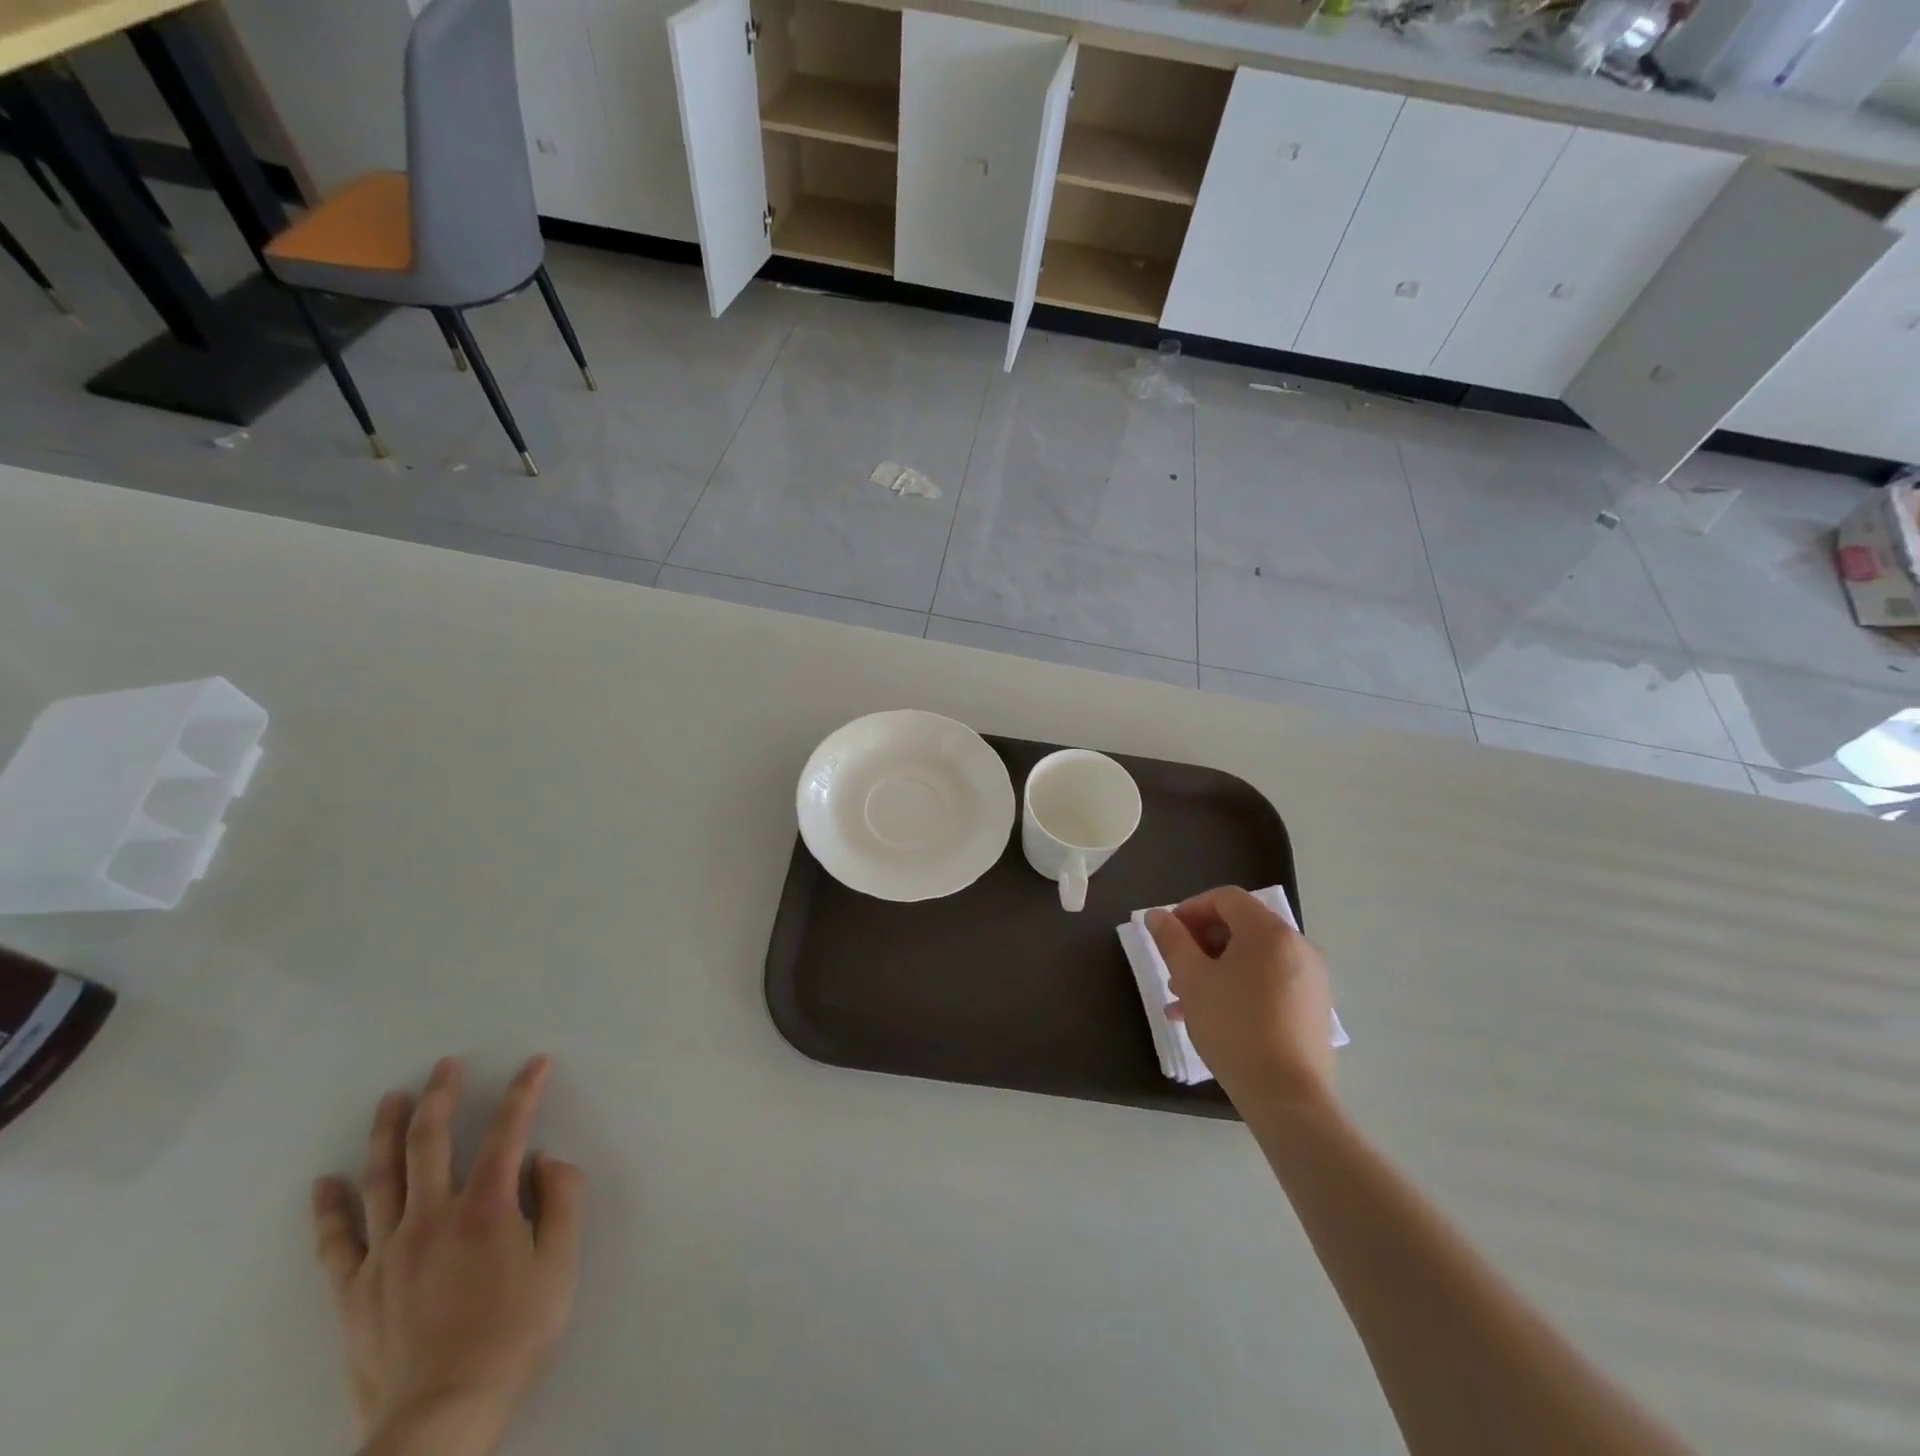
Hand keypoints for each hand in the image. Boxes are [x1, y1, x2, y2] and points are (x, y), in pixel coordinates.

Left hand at [311, 1056, 584, 1455]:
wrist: (442, 1418)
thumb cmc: (513, 1336)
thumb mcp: (560, 1267)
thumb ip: (562, 1202)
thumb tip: (546, 1160)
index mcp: (486, 1209)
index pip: (508, 1131)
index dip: (524, 1092)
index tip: (535, 1063)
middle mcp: (432, 1217)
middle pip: (431, 1142)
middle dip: (442, 1095)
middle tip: (445, 1064)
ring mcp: (386, 1253)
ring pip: (382, 1177)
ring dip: (388, 1131)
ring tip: (391, 1098)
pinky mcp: (354, 1290)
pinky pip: (335, 1241)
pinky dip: (329, 1208)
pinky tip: (324, 1183)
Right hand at [1147, 886, 1335, 1110]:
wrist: (1287, 1096)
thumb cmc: (1234, 1027)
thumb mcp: (1192, 979)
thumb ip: (1172, 941)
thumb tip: (1157, 915)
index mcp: (1270, 931)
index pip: (1226, 898)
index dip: (1191, 909)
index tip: (1168, 936)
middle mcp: (1297, 946)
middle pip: (1241, 926)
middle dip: (1201, 943)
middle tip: (1174, 971)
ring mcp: (1310, 978)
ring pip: (1252, 957)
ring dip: (1215, 968)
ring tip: (1185, 1000)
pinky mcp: (1313, 1007)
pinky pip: (1269, 981)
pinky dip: (1239, 986)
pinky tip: (1213, 1016)